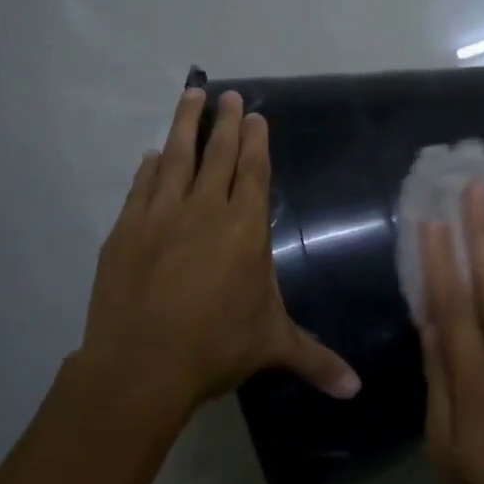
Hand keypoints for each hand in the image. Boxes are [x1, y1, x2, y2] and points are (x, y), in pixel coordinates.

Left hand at [75, 87, 359, 409]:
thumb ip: (316, 359)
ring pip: (175, 158)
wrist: (140, 365)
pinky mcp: (126, 230)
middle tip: (225, 93)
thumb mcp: (272, 346)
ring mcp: (160, 216)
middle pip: (217, 155)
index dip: (255, 141)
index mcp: (244, 229)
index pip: (253, 172)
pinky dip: (149, 168)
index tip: (254, 114)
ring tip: (190, 95)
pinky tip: (152, 155)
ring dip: (184, 125)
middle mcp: (204, 211)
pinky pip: (141, 188)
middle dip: (224, 121)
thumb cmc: (215, 347)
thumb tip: (357, 390)